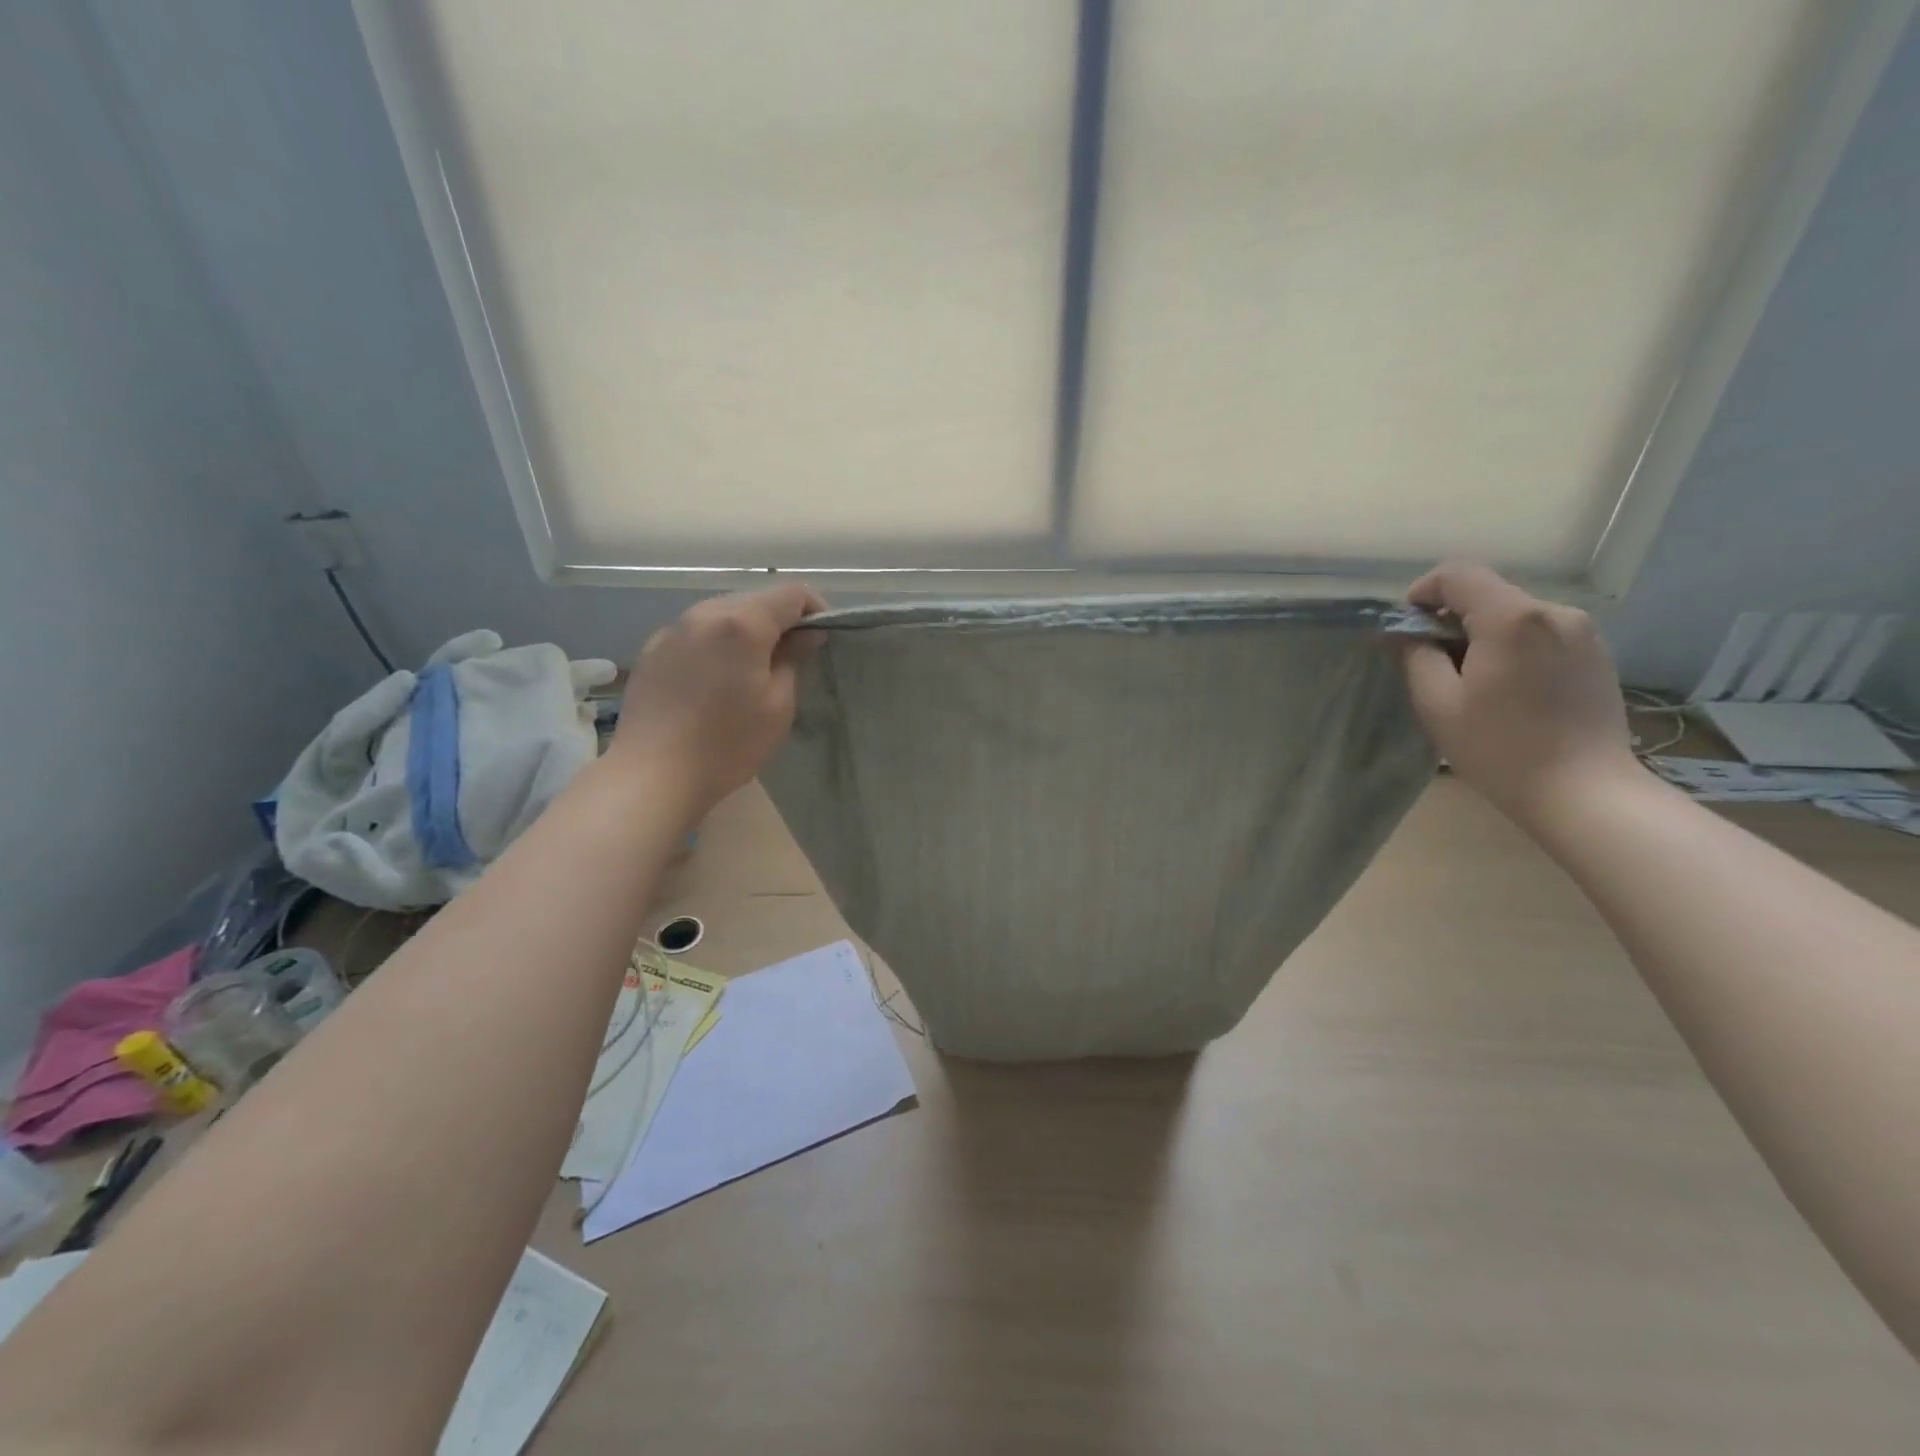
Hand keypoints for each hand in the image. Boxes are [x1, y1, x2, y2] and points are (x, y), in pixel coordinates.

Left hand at [608, 582, 825, 818]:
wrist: (653, 774)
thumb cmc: (728, 744)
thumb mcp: (778, 706)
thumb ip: (793, 659)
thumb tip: (806, 634)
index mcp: (742, 624)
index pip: (791, 593)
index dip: (815, 608)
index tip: (823, 636)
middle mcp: (705, 614)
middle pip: (754, 599)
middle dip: (779, 619)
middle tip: (792, 656)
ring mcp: (673, 630)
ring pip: (722, 613)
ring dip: (745, 630)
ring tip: (752, 668)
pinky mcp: (651, 650)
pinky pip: (695, 632)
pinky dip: (715, 643)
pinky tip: (715, 679)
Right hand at [1401, 561, 1634, 824]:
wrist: (1584, 791)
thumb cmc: (1499, 747)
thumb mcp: (1437, 704)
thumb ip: (1416, 656)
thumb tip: (1407, 634)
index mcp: (1511, 618)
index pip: (1458, 573)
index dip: (1423, 592)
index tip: (1408, 628)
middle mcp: (1554, 611)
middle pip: (1489, 593)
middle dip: (1452, 618)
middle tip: (1433, 662)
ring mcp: (1583, 632)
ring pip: (1515, 615)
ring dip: (1484, 634)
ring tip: (1472, 681)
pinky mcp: (1597, 654)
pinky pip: (1542, 633)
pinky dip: (1514, 647)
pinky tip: (1509, 690)